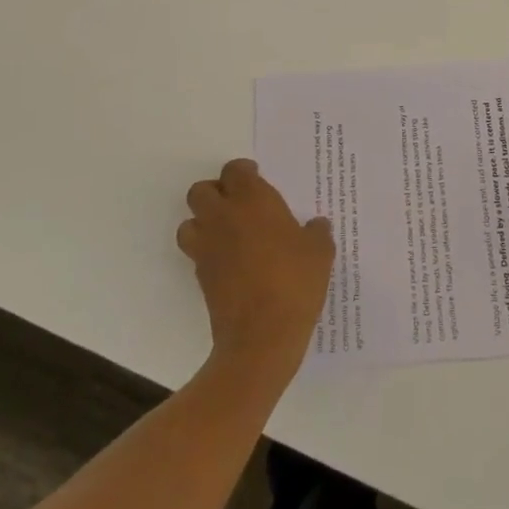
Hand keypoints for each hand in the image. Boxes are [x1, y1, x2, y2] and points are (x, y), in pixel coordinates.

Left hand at [178, 159, 334, 372]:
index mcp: (252, 200)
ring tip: (227, 232)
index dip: (244, 172)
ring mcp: (207, 248)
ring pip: (189, 221)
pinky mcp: (200, 277)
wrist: (261, 338)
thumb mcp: (320, 252)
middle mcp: (223, 217)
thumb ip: (316, 232)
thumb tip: (315, 226)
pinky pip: (196, 252)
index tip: (257, 179)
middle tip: (239, 203)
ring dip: (203, 222)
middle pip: (200, 191)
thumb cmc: (294, 283)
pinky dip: (207, 251)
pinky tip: (230, 262)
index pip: (234, 170)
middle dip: (216, 193)